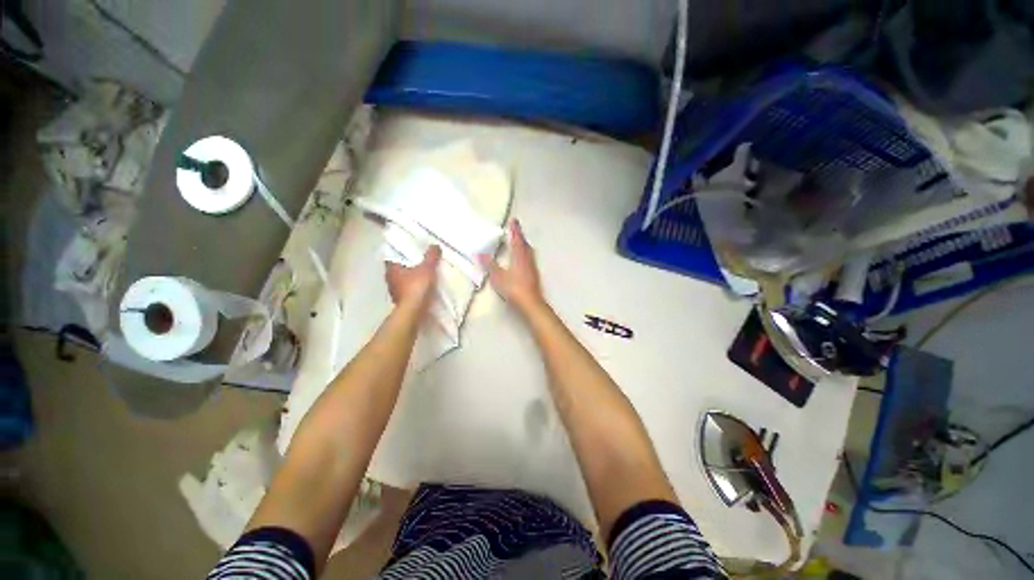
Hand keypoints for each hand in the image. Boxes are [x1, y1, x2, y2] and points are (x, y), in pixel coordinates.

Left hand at [385, 245, 441, 309]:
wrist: (414, 311)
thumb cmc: (417, 286)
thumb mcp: (427, 268)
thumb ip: (431, 256)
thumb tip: (435, 245)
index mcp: (391, 269)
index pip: (391, 256)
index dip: (399, 253)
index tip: (408, 250)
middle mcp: (390, 279)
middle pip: (397, 269)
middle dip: (406, 266)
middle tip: (418, 261)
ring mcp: (394, 292)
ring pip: (401, 281)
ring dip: (409, 278)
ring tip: (422, 274)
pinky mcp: (401, 301)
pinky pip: (407, 291)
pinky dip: (413, 288)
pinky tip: (422, 287)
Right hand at [479, 219, 543, 312]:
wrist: (531, 303)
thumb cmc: (514, 288)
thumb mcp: (498, 277)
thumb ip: (489, 264)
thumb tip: (479, 253)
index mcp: (519, 256)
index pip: (517, 239)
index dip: (515, 230)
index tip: (514, 220)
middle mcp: (528, 259)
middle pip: (525, 244)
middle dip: (520, 236)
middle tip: (516, 230)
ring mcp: (532, 267)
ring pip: (529, 252)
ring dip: (524, 245)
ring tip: (519, 242)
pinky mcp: (534, 275)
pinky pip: (530, 259)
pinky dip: (526, 254)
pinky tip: (523, 259)